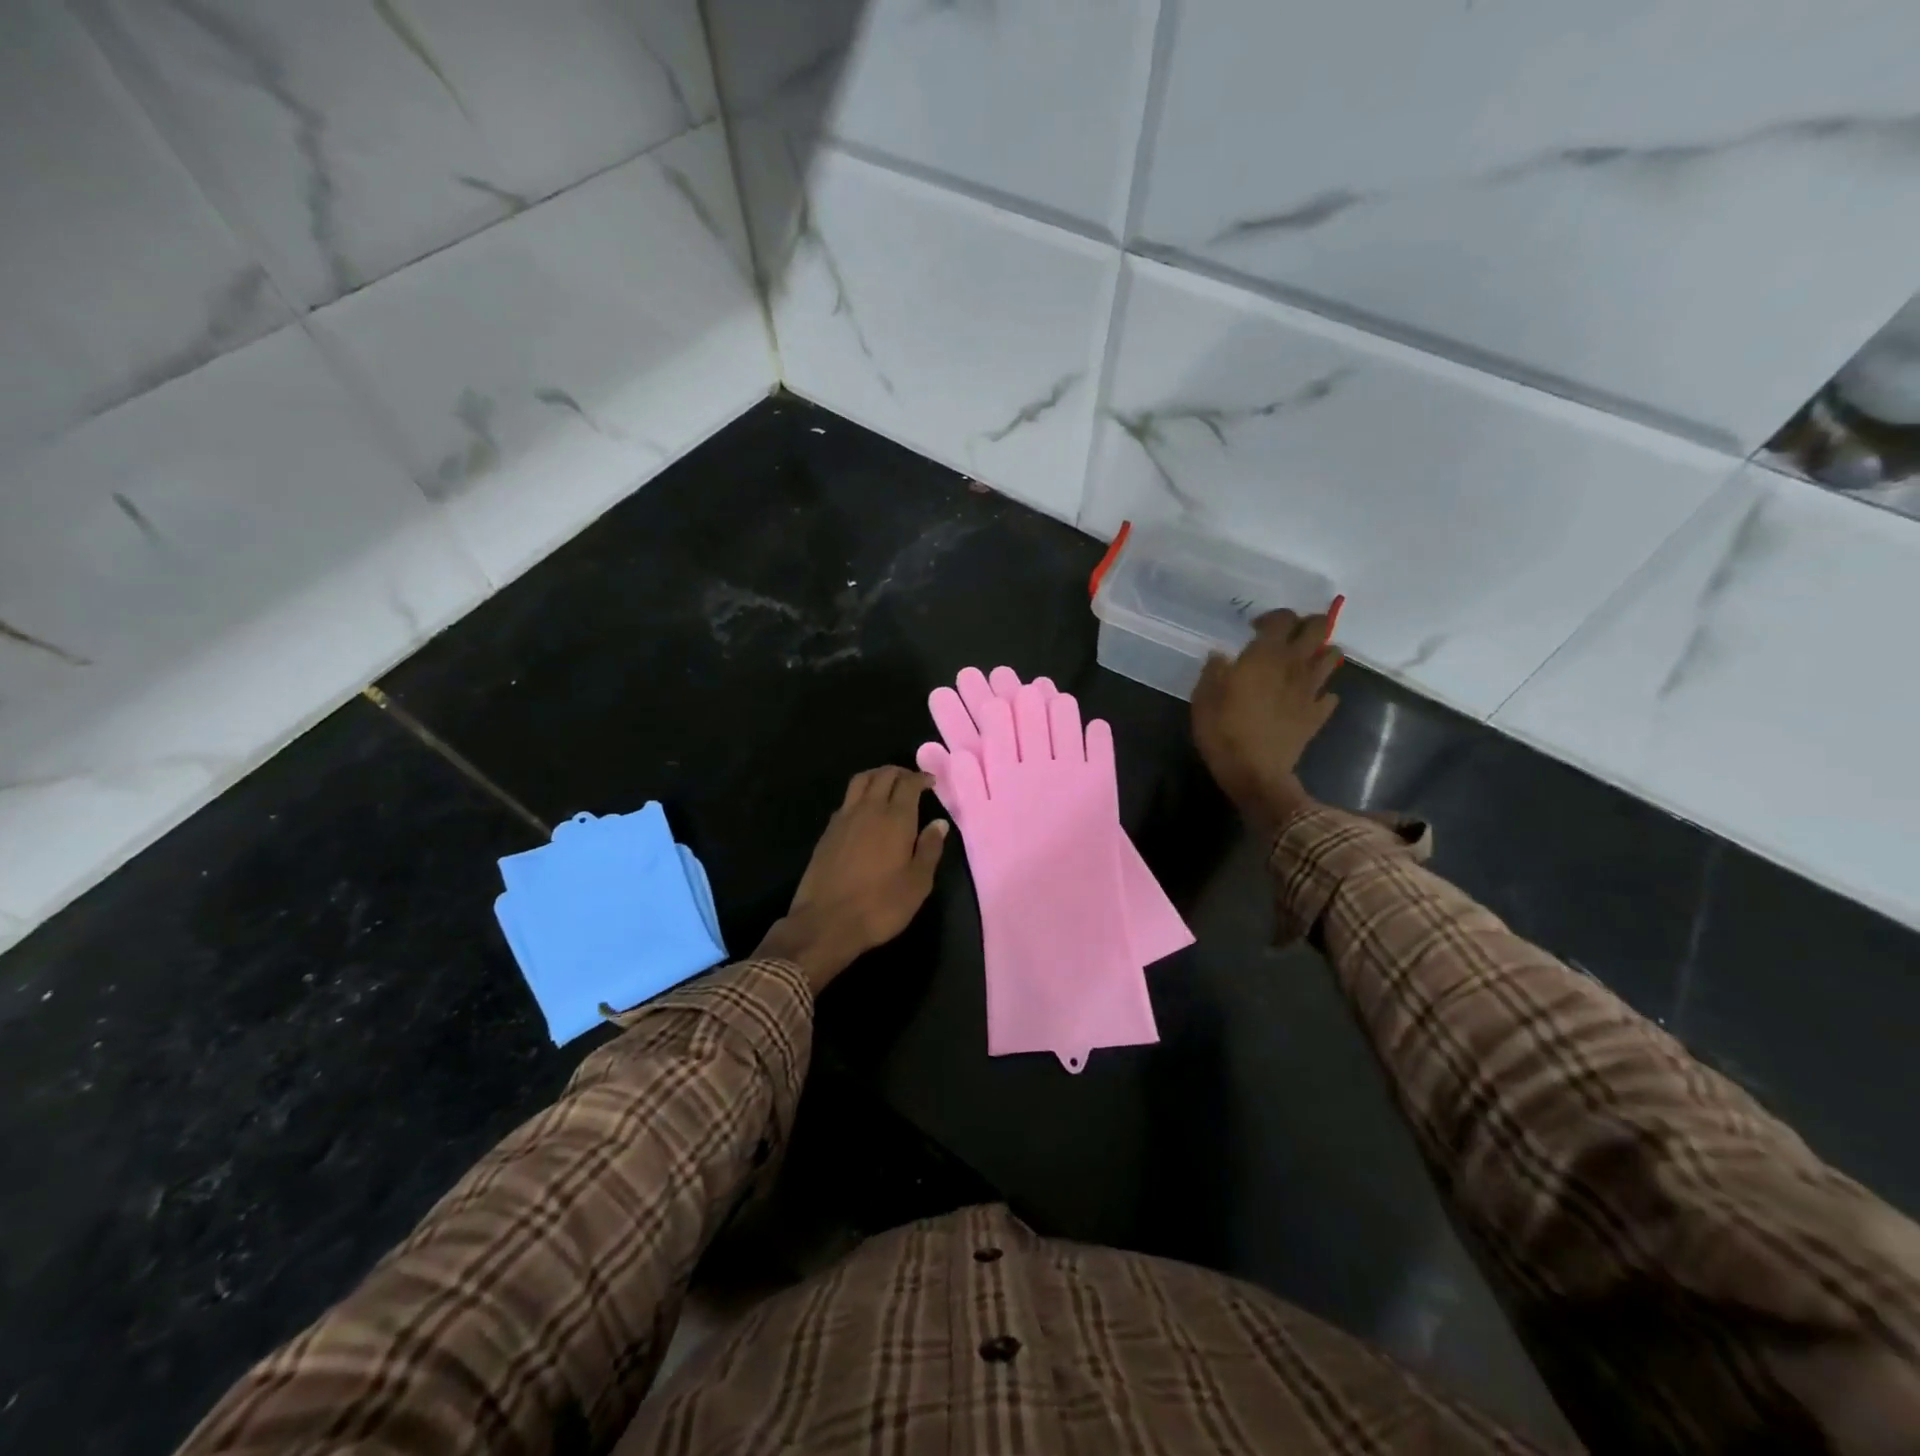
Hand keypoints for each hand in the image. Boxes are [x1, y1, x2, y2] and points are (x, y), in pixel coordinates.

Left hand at [755, 767, 948, 993]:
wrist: (826, 922)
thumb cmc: (880, 905)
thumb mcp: (917, 883)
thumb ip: (930, 849)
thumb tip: (939, 823)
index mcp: (895, 818)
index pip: (908, 783)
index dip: (921, 778)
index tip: (931, 782)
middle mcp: (868, 809)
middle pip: (883, 775)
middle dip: (900, 772)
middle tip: (911, 780)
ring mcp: (843, 818)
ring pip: (860, 781)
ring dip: (876, 776)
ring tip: (887, 785)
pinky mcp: (827, 832)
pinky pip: (846, 800)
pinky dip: (860, 795)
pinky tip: (865, 810)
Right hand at [1192, 603, 1343, 826]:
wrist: (1255, 773)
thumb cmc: (1223, 732)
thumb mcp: (1203, 698)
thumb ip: (1213, 671)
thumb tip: (1221, 656)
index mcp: (1265, 656)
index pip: (1282, 619)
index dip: (1272, 616)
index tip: (1254, 628)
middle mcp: (1294, 666)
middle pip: (1317, 628)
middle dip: (1306, 624)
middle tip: (1287, 635)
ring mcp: (1311, 690)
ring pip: (1332, 656)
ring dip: (1320, 652)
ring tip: (1301, 661)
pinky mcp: (1318, 714)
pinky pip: (1330, 694)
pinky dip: (1321, 692)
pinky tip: (1305, 698)